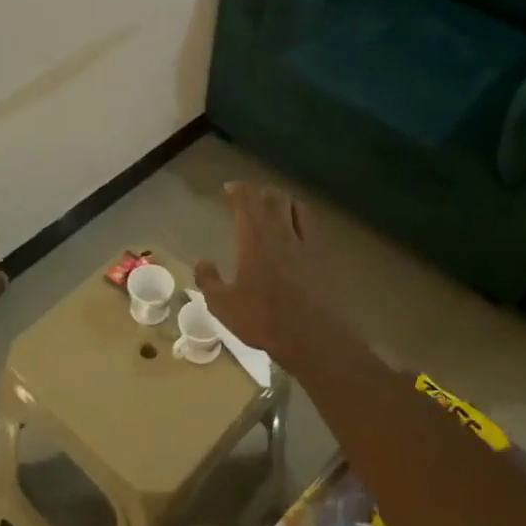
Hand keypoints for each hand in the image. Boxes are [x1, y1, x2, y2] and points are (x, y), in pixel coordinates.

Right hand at [195, 184, 357, 369]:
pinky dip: (302, 220)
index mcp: (255, 238)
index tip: (230, 188)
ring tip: (277, 210)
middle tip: (252, 199)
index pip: (248, 200)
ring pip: (298, 207)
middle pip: (275, 197)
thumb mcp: (223, 305)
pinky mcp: (324, 257)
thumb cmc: (263, 319)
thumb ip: (208, 280)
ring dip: (285, 202)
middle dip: (261, 192)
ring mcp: (307, 243)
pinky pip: (313, 226)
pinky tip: (298, 234)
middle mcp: (282, 232)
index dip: (239, 189)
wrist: (313, 337)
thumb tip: (201, 261)